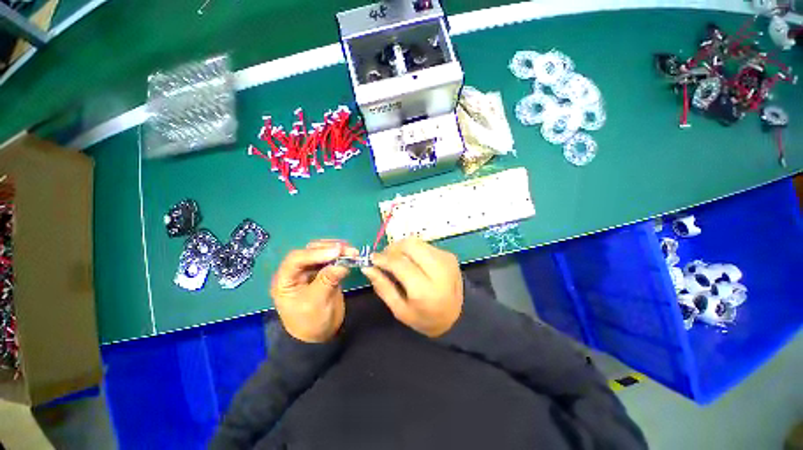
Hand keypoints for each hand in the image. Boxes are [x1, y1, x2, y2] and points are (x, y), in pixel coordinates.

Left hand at [271, 240, 357, 342]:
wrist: (320, 335)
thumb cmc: (311, 323)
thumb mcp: (317, 303)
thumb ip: (327, 281)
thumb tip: (342, 264)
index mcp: (285, 280)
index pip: (296, 259)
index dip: (315, 254)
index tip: (336, 253)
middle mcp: (296, 271)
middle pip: (310, 251)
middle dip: (329, 248)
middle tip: (348, 249)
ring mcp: (311, 270)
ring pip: (322, 252)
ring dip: (337, 250)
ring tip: (353, 252)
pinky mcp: (324, 272)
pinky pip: (332, 260)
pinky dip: (341, 256)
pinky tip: (351, 255)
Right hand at [362, 238, 462, 337]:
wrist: (459, 316)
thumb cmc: (426, 319)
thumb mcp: (400, 311)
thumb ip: (383, 287)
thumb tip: (367, 267)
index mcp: (425, 289)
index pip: (399, 263)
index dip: (383, 258)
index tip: (372, 259)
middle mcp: (438, 269)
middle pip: (409, 245)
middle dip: (392, 248)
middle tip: (385, 259)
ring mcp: (446, 259)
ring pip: (417, 242)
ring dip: (403, 248)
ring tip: (397, 260)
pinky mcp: (449, 255)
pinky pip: (425, 245)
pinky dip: (414, 250)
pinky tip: (413, 261)